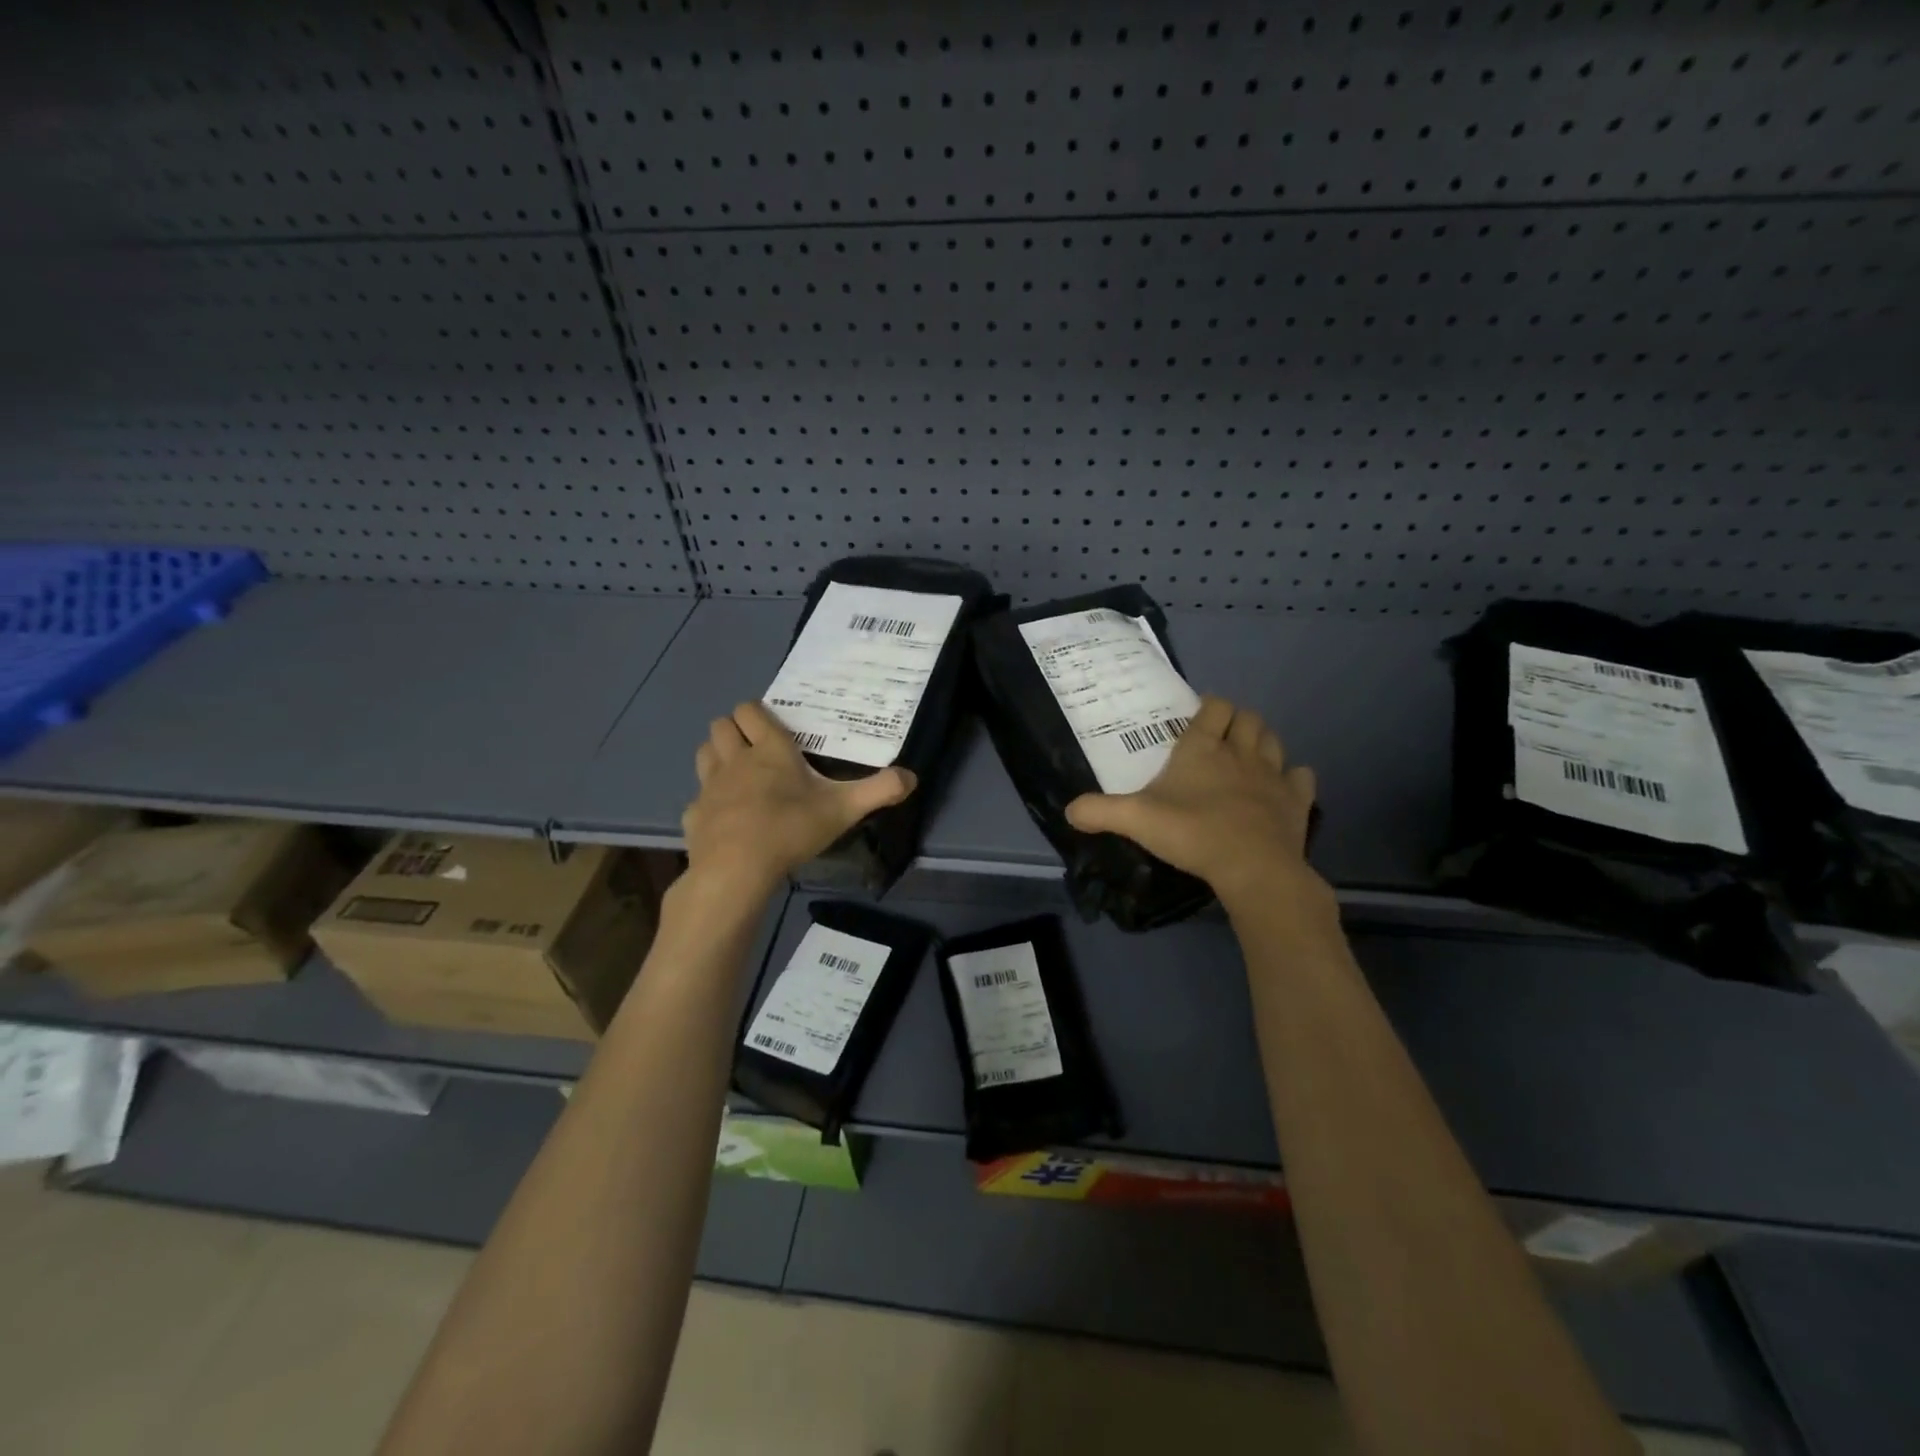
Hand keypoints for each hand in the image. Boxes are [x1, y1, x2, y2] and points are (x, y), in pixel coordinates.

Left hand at [681, 702, 916, 897]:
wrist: (736, 870)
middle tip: (756, 747)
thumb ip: (879, 791)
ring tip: (738, 774)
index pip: (751, 710)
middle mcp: (735, 760)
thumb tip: (912, 776)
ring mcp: (709, 787)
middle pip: (721, 726)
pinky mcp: (694, 816)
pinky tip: (724, 819)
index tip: (773, 726)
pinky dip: (708, 803)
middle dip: (734, 729)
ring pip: (704, 754)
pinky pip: (697, 799)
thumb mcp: (843, 810)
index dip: (758, 713)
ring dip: (717, 756)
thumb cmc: (790, 829)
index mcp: (769, 750)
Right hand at [1065, 696, 1329, 919]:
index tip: (1199, 715)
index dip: (1209, 707)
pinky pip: (1301, 776)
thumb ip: (1099, 812)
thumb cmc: (1192, 833)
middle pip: (1248, 718)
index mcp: (1202, 748)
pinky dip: (1292, 776)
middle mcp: (1240, 752)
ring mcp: (1273, 775)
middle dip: (1237, 721)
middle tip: (1222, 737)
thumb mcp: (1134, 820)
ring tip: (1248, 756)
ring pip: (1274, 740)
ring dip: (1263, 741)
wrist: (1252, 868)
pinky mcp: (1296, 800)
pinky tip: (1281, 787)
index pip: (1214, 707)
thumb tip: (1068, 811)